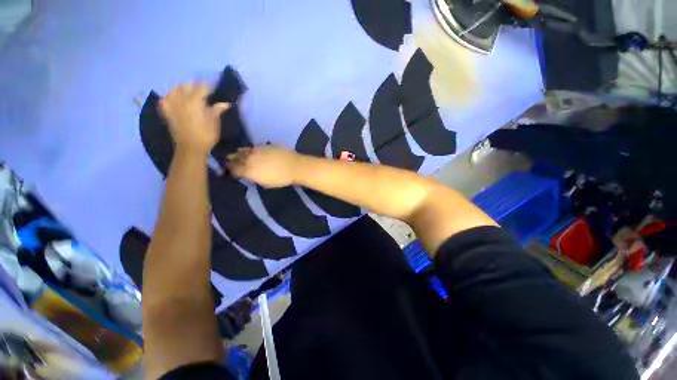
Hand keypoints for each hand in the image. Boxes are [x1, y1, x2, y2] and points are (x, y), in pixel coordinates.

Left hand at [159, 82, 229, 155]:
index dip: (209, 85)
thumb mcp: (214, 123)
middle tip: (202, 90)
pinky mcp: (166, 112)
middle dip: (194, 85)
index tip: (214, 86)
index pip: (202, 87)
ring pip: (174, 90)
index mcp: (195, 101)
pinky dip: (169, 97)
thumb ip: (216, 110)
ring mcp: (172, 105)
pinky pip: (164, 100)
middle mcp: (181, 100)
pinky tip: (174, 100)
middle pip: (186, 85)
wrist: (190, 148)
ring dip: (181, 89)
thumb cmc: (206, 136)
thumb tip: (225, 103)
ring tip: (187, 93)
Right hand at [226, 146, 300, 187]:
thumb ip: (254, 178)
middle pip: (235, 158)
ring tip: (238, 156)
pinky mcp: (264, 145)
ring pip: (243, 151)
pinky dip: (249, 150)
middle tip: (229, 162)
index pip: (233, 169)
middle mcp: (249, 159)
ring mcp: (256, 150)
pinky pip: (252, 147)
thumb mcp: (265, 183)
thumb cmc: (281, 179)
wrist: (294, 166)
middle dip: (231, 160)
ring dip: (239, 154)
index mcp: (249, 170)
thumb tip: (249, 175)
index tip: (229, 171)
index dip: (230, 170)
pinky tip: (251, 152)